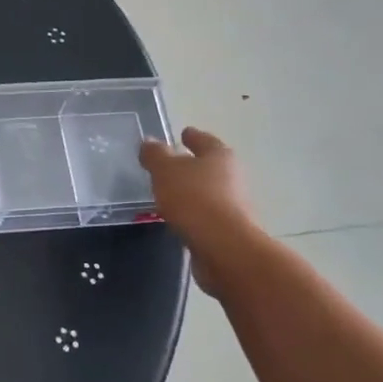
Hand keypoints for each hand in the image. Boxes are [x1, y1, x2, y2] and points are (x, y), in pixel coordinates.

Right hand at [138, 128, 256, 275]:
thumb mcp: (166, 171)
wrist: (224, 248)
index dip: (192, 136)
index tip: (183, 133)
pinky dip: (193, 214)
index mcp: (219, 156)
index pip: (204, 140)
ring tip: (169, 194)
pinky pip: (206, 215)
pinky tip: (178, 218)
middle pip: (209, 166)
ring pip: (208, 192)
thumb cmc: (195, 199)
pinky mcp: (228, 231)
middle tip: (170, 165)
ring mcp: (233, 206)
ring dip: (192, 191)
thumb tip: (148, 142)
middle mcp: (232, 177)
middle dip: (192, 165)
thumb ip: (155, 155)